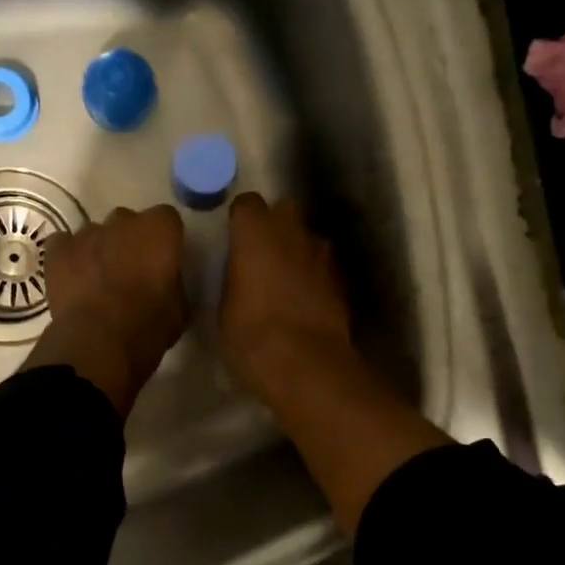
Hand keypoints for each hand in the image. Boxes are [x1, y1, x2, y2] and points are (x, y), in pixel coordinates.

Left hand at [22, 204, 187, 417]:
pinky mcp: (58, 249)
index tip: (163, 260)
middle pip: (129, 222)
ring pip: (96, 233)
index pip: (167, 220)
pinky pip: (65, 244)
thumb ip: (173, 282)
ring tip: (98, 280)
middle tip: (131, 271)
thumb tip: (164, 281)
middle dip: (130, 241)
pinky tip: (72, 280)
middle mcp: (123, 221)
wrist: (99, 342)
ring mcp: (87, 233)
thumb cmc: (147, 327)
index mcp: (159, 230)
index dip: (164, 240)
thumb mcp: (179, 308)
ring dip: (100, 250)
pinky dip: (69, 257)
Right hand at [219, 193, 353, 398]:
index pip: (246, 204)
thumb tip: (241, 272)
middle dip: (275, 225)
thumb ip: (234, 275)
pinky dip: (313, 274)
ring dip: (297, 249)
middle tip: (262, 253)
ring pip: (307, 237)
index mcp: (254, 231)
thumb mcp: (224, 304)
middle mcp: (290, 230)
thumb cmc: (250, 332)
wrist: (304, 361)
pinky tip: (305, 299)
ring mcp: (321, 251)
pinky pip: (322, 264)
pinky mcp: (340, 276)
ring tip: (286, 279)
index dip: (240, 220)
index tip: (234, 239)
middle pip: (284, 210)